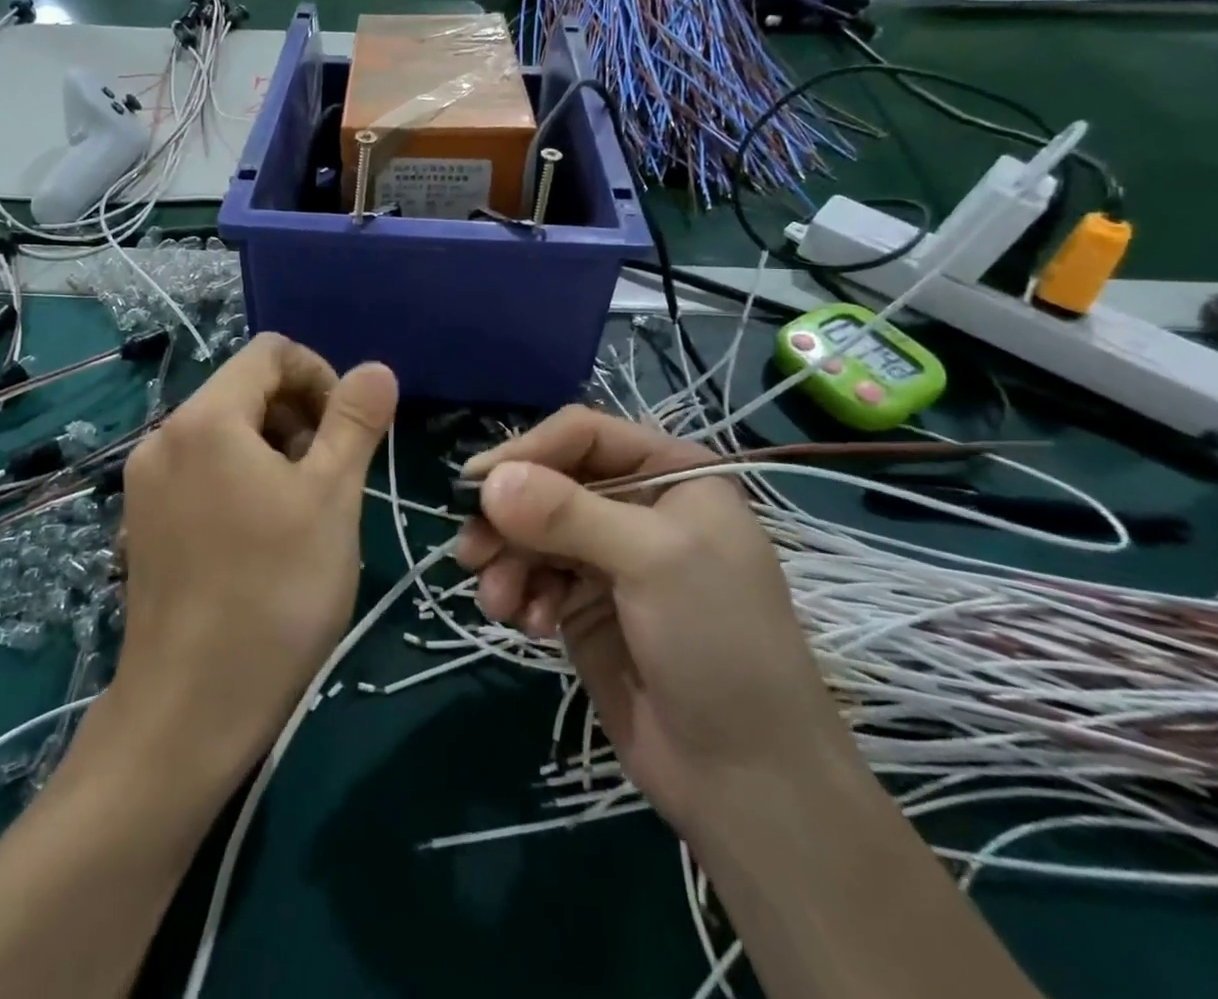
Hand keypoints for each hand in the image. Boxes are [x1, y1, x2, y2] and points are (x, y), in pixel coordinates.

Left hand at [115, 333, 397, 777]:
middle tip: (330, 475)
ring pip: (225, 433)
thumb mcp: (332, 497)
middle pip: (245, 389)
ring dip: (274, 449)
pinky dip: (240, 479)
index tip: (348, 430)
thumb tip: (375, 369)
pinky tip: (262, 537)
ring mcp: (145, 483)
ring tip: (302, 510)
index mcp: (206, 418)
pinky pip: (201, 471)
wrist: (190, 710)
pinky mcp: (141, 523)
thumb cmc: (275, 592)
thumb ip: (355, 421)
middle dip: (298, 415)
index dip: (321, 375)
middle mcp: (163, 437)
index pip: (271, 352)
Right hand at [456, 408, 849, 827]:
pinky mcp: (584, 603)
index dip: (527, 452)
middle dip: (508, 517)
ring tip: (498, 601)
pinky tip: (529, 626)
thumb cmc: (718, 644)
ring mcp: (608, 556)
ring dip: (506, 561)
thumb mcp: (652, 562)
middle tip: (469, 551)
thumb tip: (487, 480)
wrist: (747, 781)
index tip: (475, 485)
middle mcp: (635, 504)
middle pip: (548, 483)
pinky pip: (533, 576)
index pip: (581, 435)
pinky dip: (520, 594)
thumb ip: (567, 514)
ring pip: (532, 531)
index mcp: (669, 473)